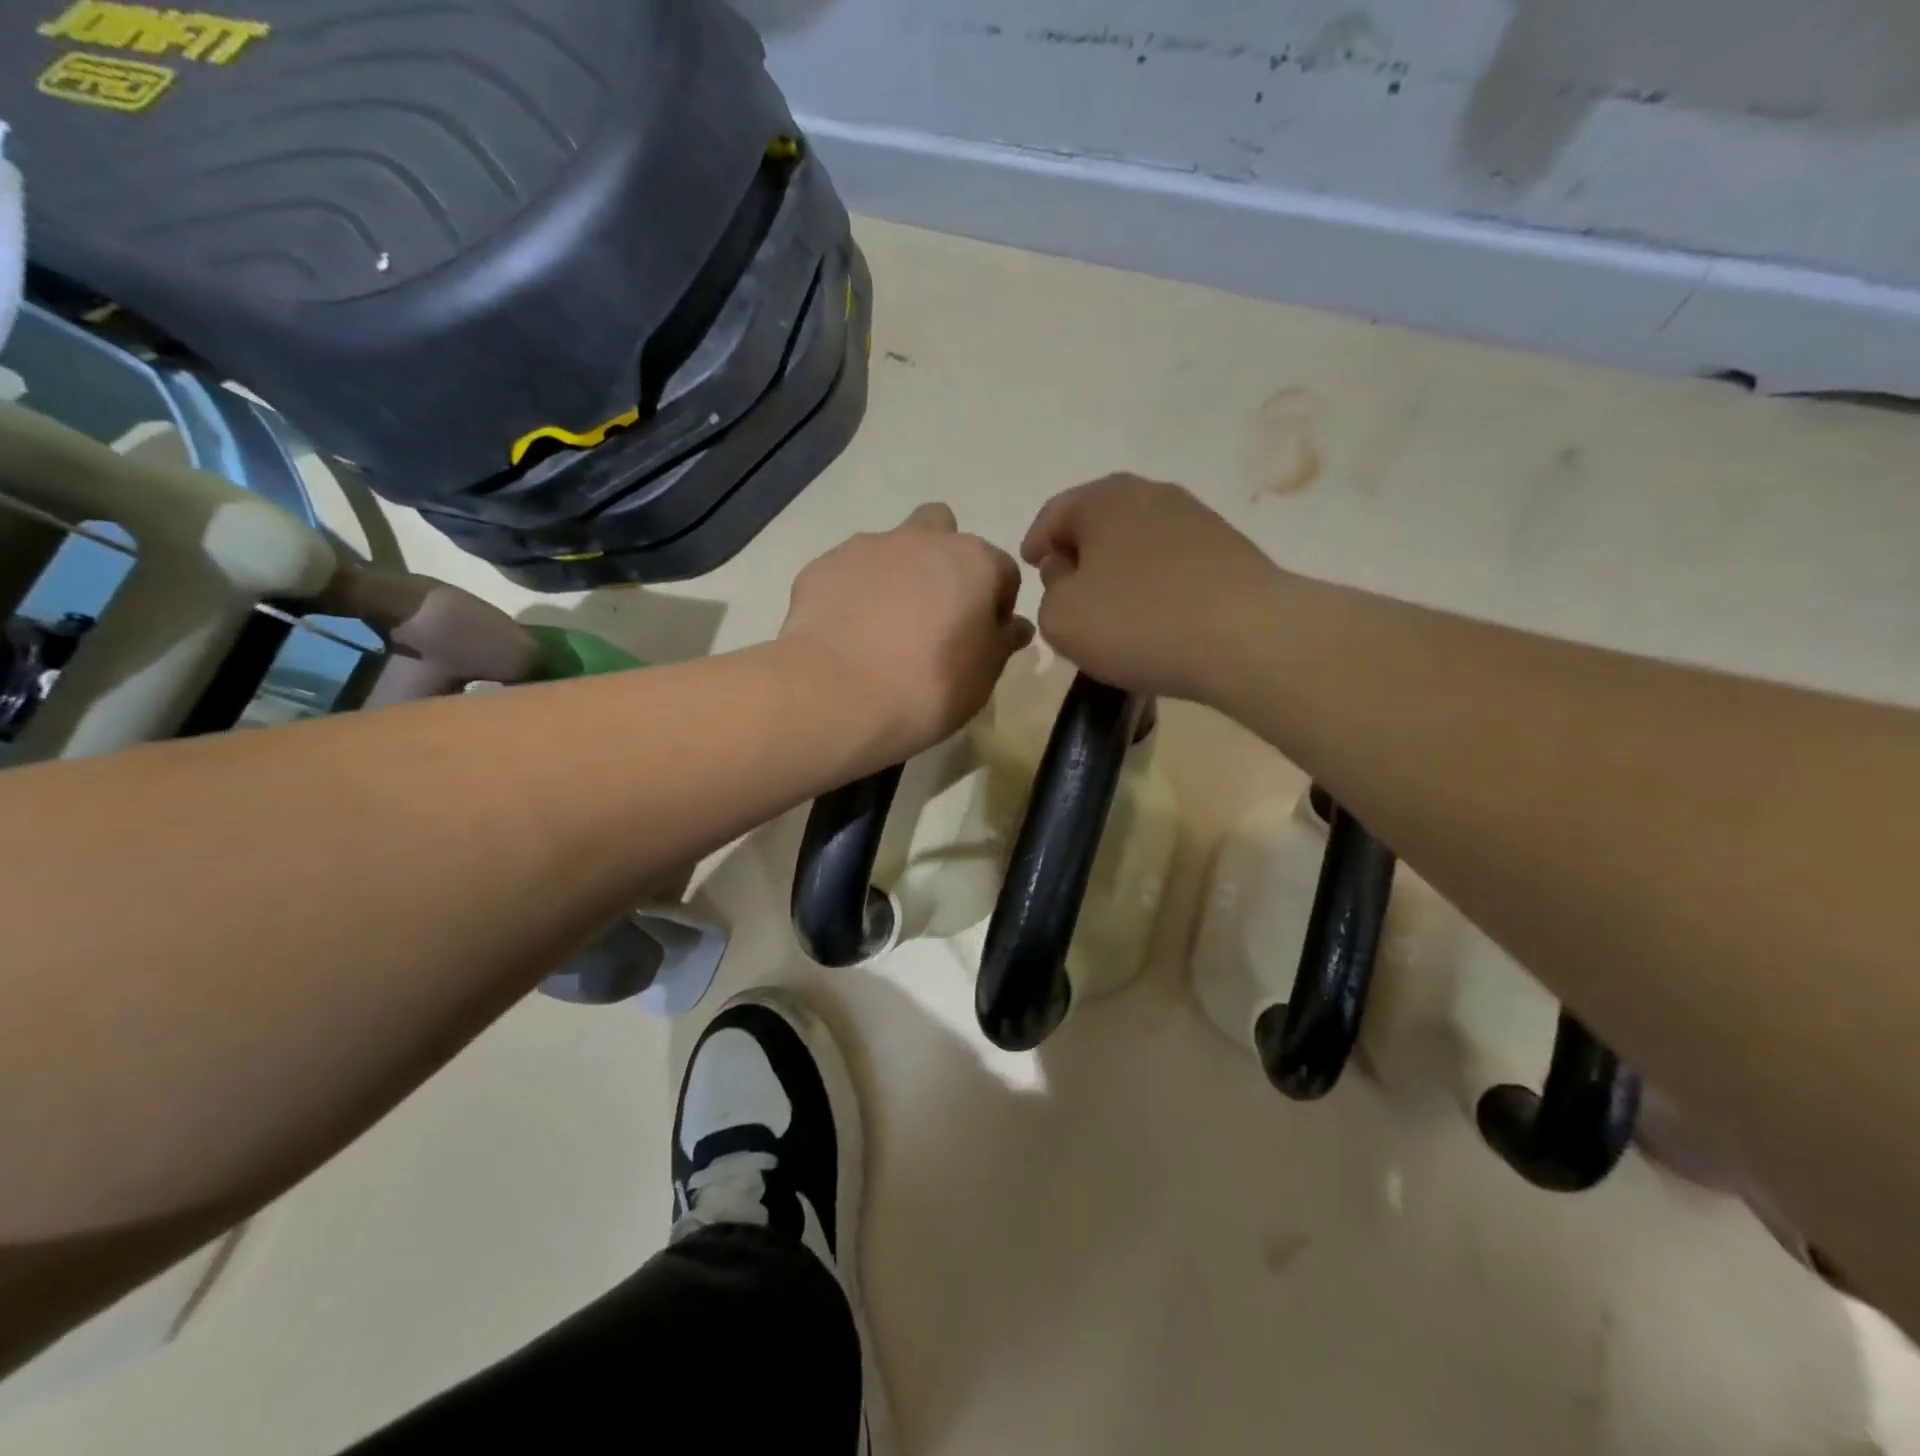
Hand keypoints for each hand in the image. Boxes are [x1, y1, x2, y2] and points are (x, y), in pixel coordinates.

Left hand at [781, 504, 1033, 762]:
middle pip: (942, 531)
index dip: (997, 606)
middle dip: (943, 562)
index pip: (1003, 572)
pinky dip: (852, 594)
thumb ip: (1002, 642)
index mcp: (973, 561)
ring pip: (890, 548)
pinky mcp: (822, 566)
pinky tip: (846, 634)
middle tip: (934, 614)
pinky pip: (848, 573)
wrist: (838, 695)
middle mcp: (922, 540)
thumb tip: (1013, 626)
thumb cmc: (930, 686)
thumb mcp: (983, 676)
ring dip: (895, 576)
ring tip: (881, 629)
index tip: (983, 640)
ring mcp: (867, 547)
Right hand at [1022, 475, 1283, 704]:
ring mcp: (1196, 519)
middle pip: (1100, 520)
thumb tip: (1069, 577)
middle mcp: (1151, 494)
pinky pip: (1171, 562)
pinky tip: (1153, 615)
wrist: (1247, 637)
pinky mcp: (1228, 550)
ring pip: (1138, 540)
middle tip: (1067, 587)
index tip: (1031, 568)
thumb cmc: (1138, 621)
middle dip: (1079, 552)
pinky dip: (1152, 582)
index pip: (1055, 513)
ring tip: (1111, 607)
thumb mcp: (1062, 619)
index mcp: (1103, 499)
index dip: (1036, 542)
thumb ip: (1049, 594)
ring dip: (1117, 567)